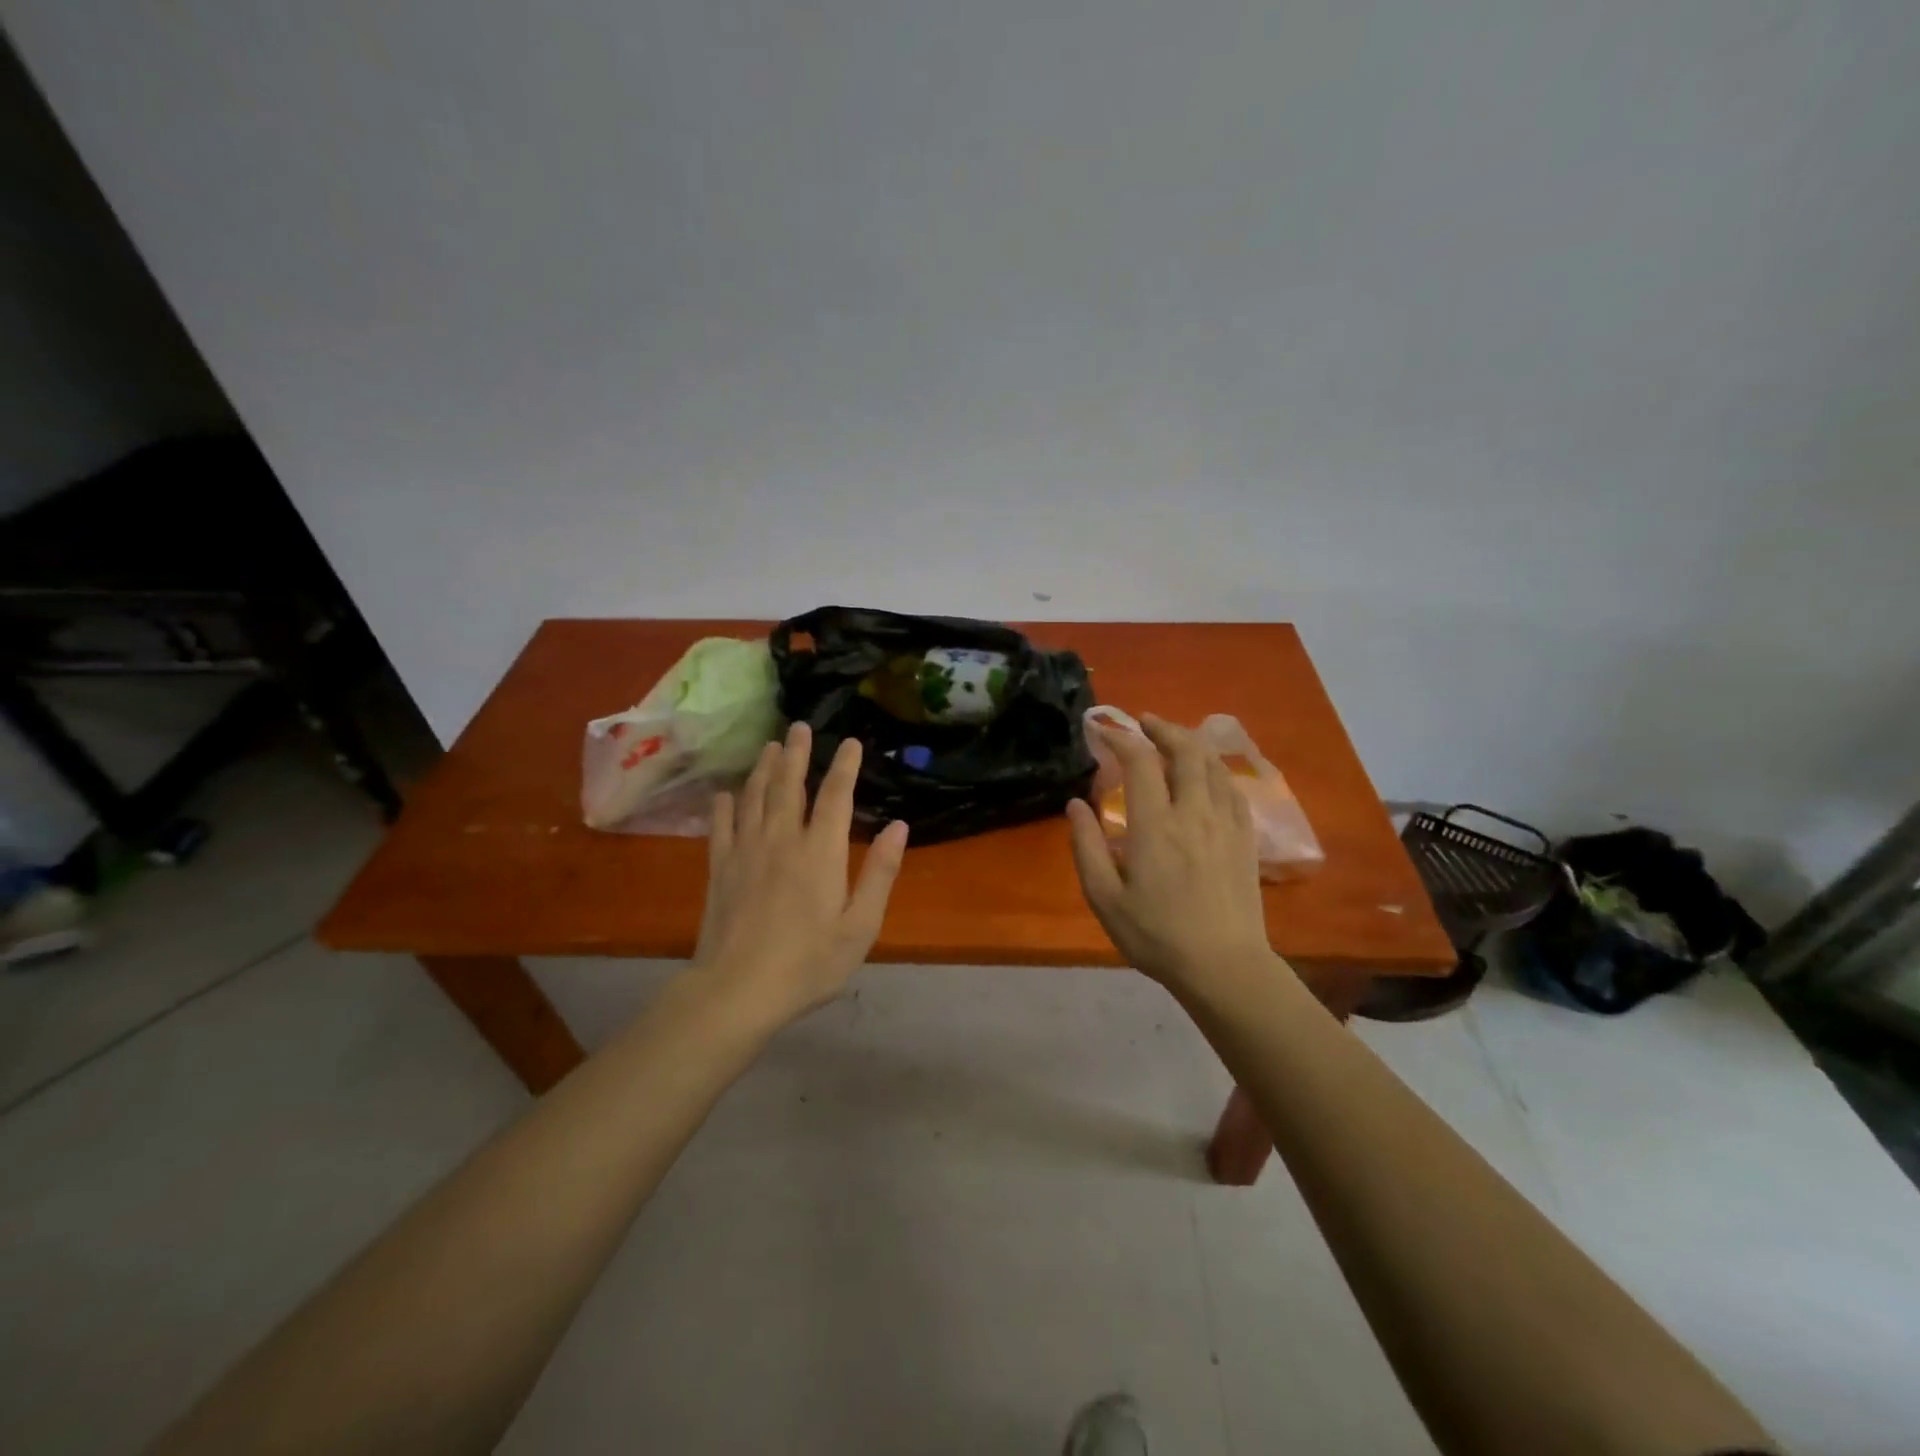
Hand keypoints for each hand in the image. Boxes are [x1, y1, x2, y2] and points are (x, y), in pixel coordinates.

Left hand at [693, 722, 910, 1025]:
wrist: (738, 990)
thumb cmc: (809, 963)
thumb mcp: (860, 926)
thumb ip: (880, 873)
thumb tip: (899, 826)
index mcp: (820, 853)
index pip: (835, 797)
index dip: (844, 767)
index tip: (850, 742)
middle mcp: (781, 840)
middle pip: (788, 786)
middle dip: (796, 754)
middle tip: (799, 726)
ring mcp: (745, 852)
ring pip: (754, 798)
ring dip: (763, 769)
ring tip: (770, 747)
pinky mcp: (719, 870)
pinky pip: (720, 827)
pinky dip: (723, 806)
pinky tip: (724, 793)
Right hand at [1067, 714, 1278, 990]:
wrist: (1224, 967)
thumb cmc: (1156, 936)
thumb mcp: (1104, 898)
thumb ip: (1087, 846)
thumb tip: (1075, 804)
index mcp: (1155, 826)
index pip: (1141, 762)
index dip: (1122, 739)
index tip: (1105, 732)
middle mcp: (1194, 813)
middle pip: (1186, 751)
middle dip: (1163, 728)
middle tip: (1144, 723)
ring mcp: (1226, 824)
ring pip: (1214, 765)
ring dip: (1192, 744)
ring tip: (1174, 740)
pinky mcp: (1246, 839)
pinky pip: (1233, 789)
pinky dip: (1216, 771)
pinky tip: (1207, 776)